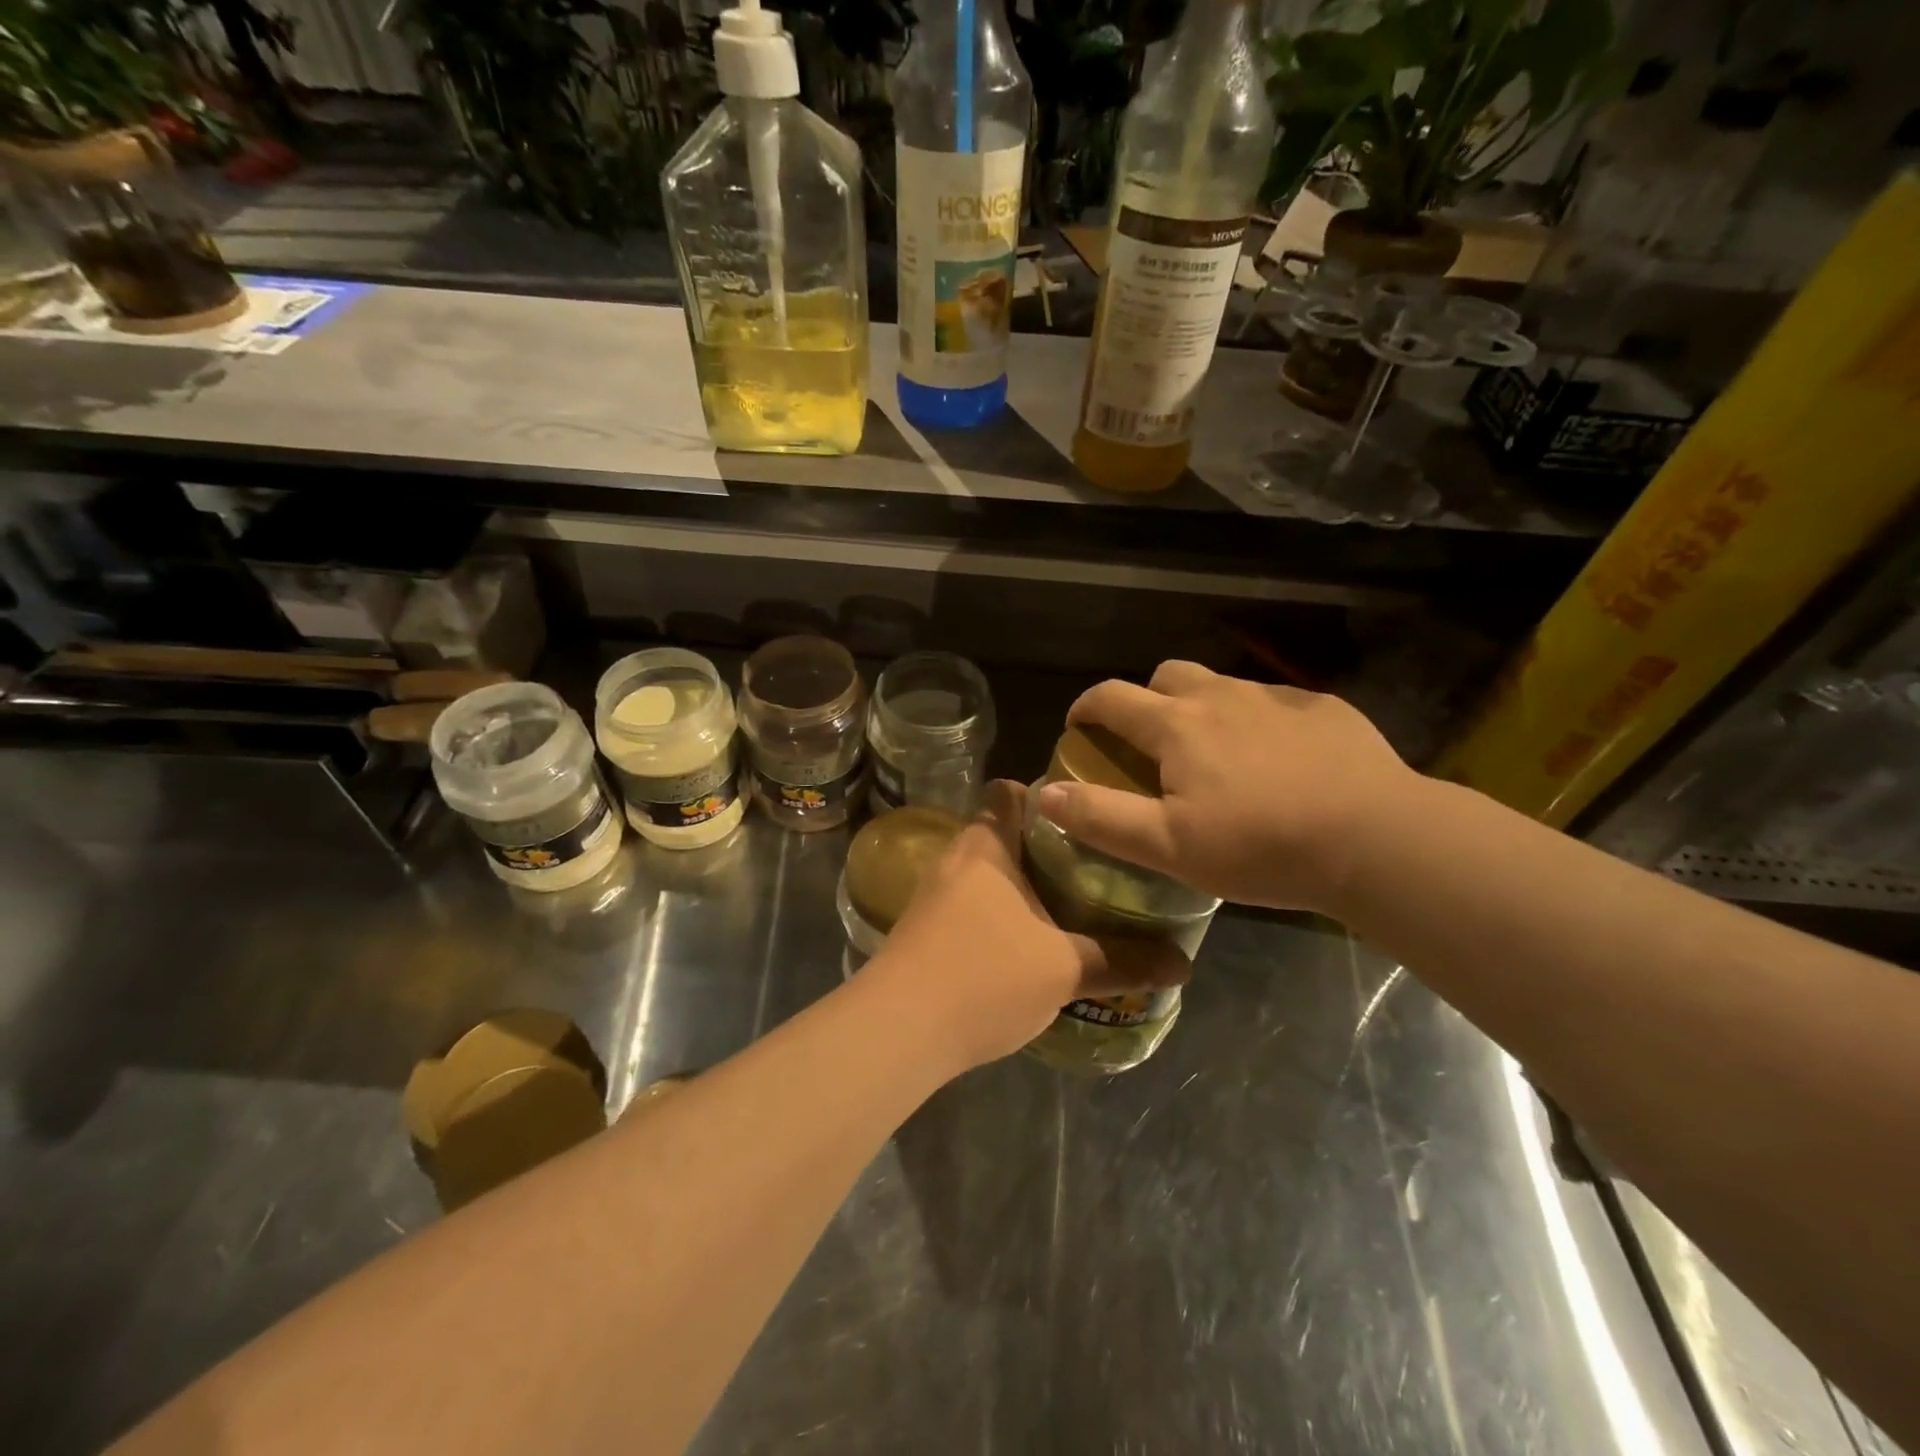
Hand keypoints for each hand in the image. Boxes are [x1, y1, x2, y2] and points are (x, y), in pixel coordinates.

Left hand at [865, 780, 1190, 1070]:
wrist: (899, 1030)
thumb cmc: (985, 975)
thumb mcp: (1064, 969)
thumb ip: (1122, 961)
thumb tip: (1183, 963)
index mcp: (987, 845)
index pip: (1008, 792)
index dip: (1044, 795)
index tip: (1084, 817)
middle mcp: (956, 859)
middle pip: (1003, 834)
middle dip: (1045, 849)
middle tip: (1093, 867)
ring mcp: (934, 896)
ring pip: (987, 876)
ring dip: (1022, 887)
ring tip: (1070, 907)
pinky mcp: (924, 932)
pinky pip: (971, 908)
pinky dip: (1000, 917)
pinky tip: (1028, 948)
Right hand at [1035, 661, 1420, 913]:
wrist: (1377, 839)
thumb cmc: (1261, 846)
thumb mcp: (1169, 846)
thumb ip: (1101, 818)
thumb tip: (1045, 795)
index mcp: (1177, 726)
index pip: (1111, 697)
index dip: (1085, 708)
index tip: (1078, 728)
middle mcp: (1220, 696)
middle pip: (1166, 676)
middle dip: (1145, 700)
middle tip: (1151, 743)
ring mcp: (1276, 697)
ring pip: (1220, 685)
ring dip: (1201, 708)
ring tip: (1216, 754)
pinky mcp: (1323, 708)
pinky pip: (1272, 701)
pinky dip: (1255, 720)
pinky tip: (1277, 760)